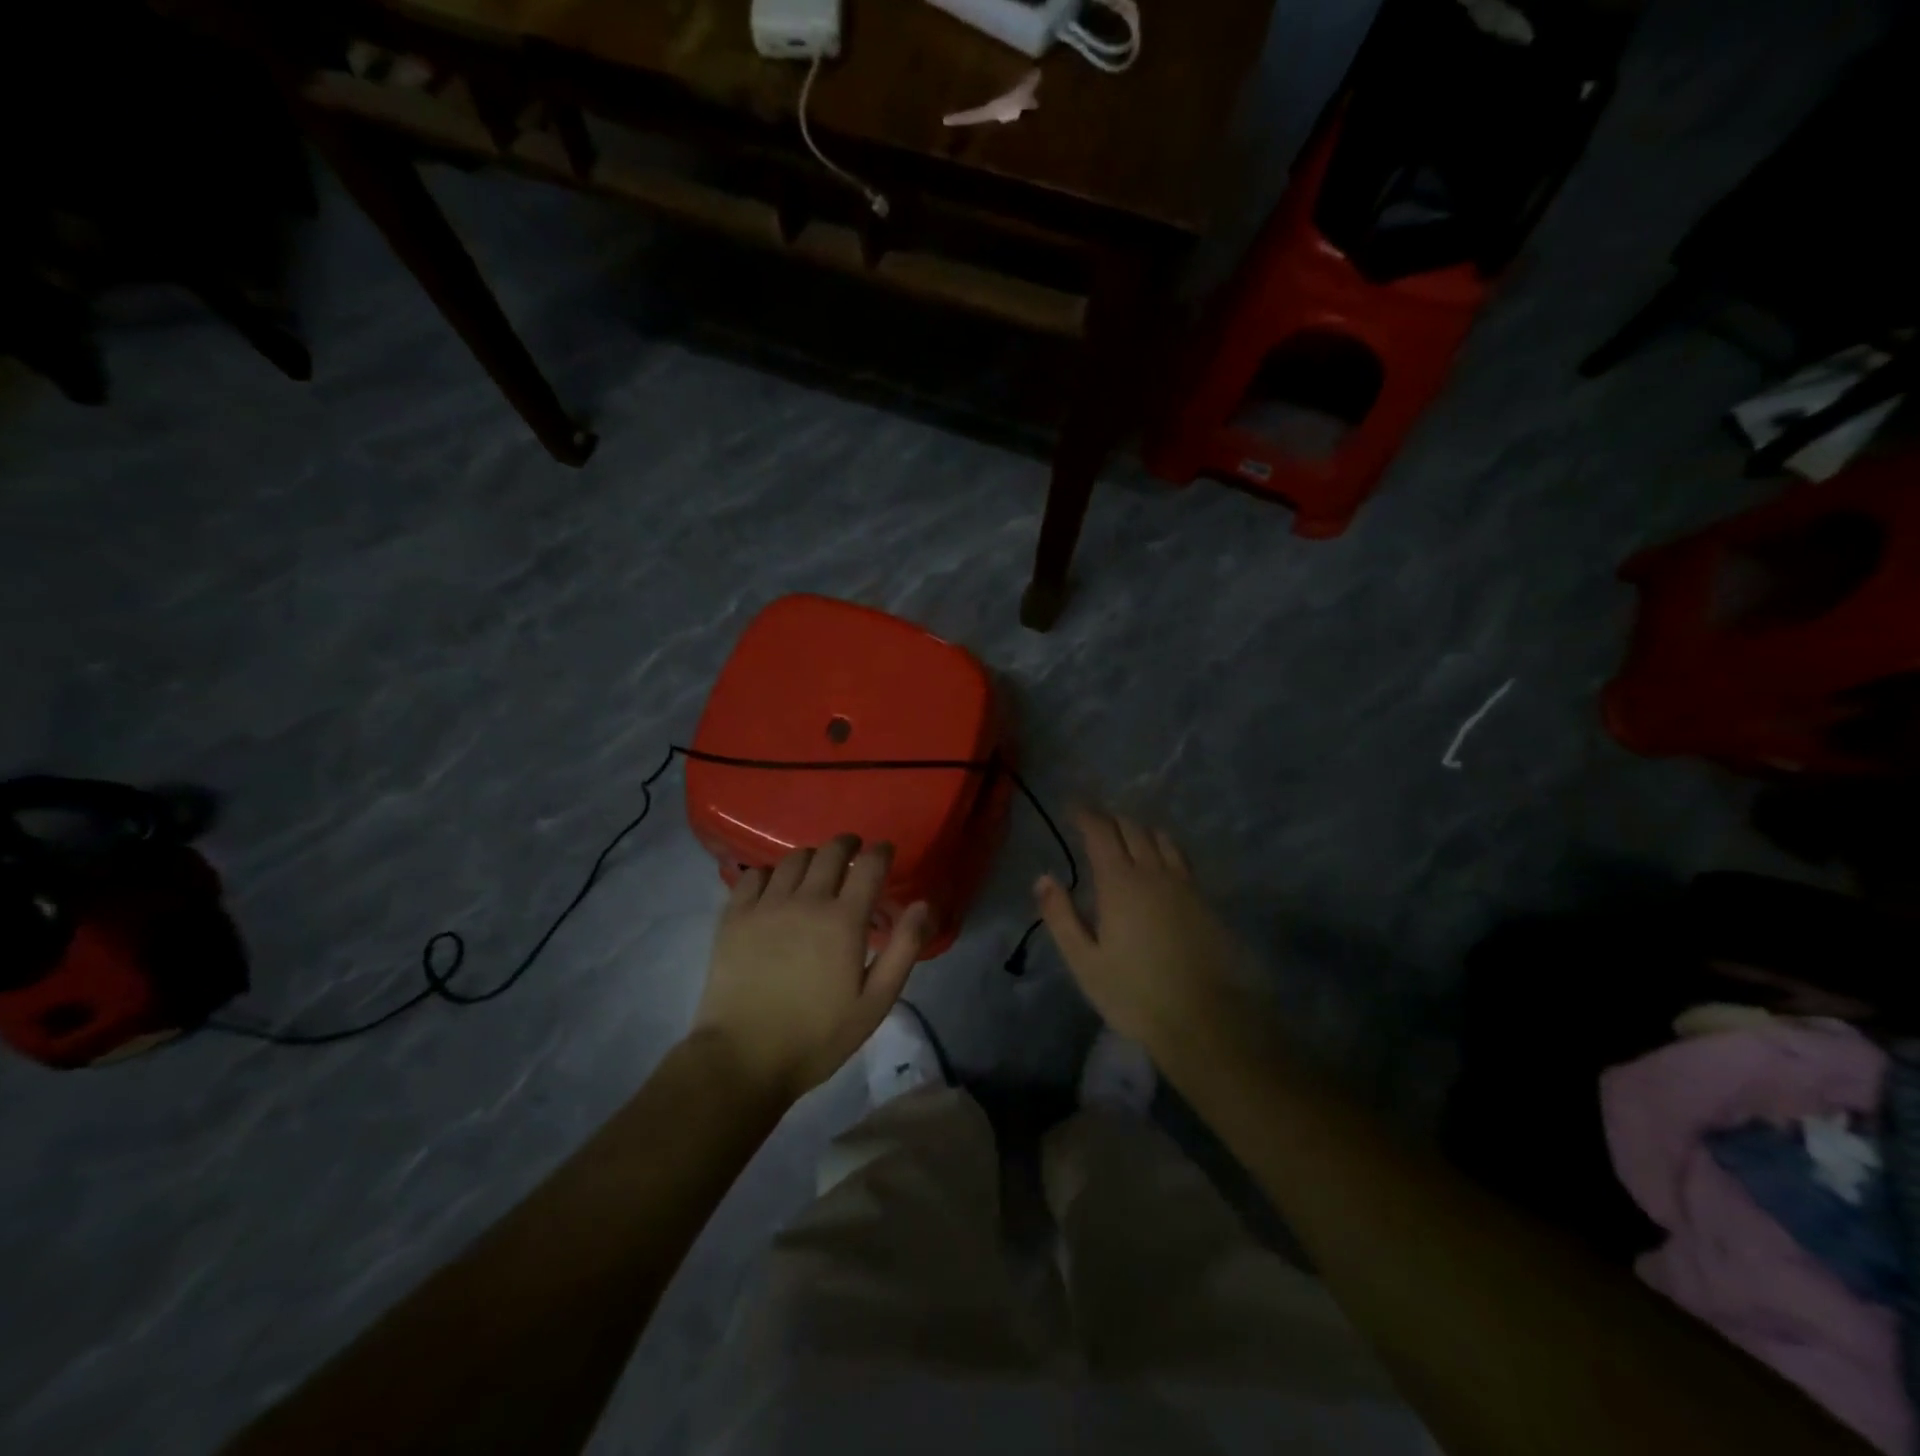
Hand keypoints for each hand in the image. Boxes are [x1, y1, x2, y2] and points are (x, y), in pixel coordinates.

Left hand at [692, 835, 929, 1104]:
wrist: (744, 1058)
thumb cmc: (818, 1035)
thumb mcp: (875, 1001)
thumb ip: (903, 948)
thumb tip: (923, 905)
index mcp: (844, 920)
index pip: (869, 865)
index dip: (881, 851)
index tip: (885, 851)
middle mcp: (806, 901)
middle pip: (830, 852)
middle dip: (847, 844)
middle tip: (853, 852)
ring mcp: (766, 905)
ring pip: (793, 859)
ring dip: (812, 857)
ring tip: (816, 870)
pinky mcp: (734, 917)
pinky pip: (753, 875)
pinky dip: (771, 873)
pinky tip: (775, 887)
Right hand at [1035, 810, 1249, 1056]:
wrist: (1206, 1019)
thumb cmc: (1135, 994)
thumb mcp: (1085, 962)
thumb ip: (1061, 917)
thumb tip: (1043, 878)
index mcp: (1120, 883)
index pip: (1101, 832)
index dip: (1085, 815)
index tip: (1072, 808)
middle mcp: (1153, 873)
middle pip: (1132, 829)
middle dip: (1110, 820)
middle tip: (1093, 823)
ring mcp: (1183, 884)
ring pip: (1161, 839)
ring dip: (1139, 830)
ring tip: (1125, 837)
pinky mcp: (1204, 900)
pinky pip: (1180, 858)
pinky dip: (1162, 848)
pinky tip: (1158, 864)